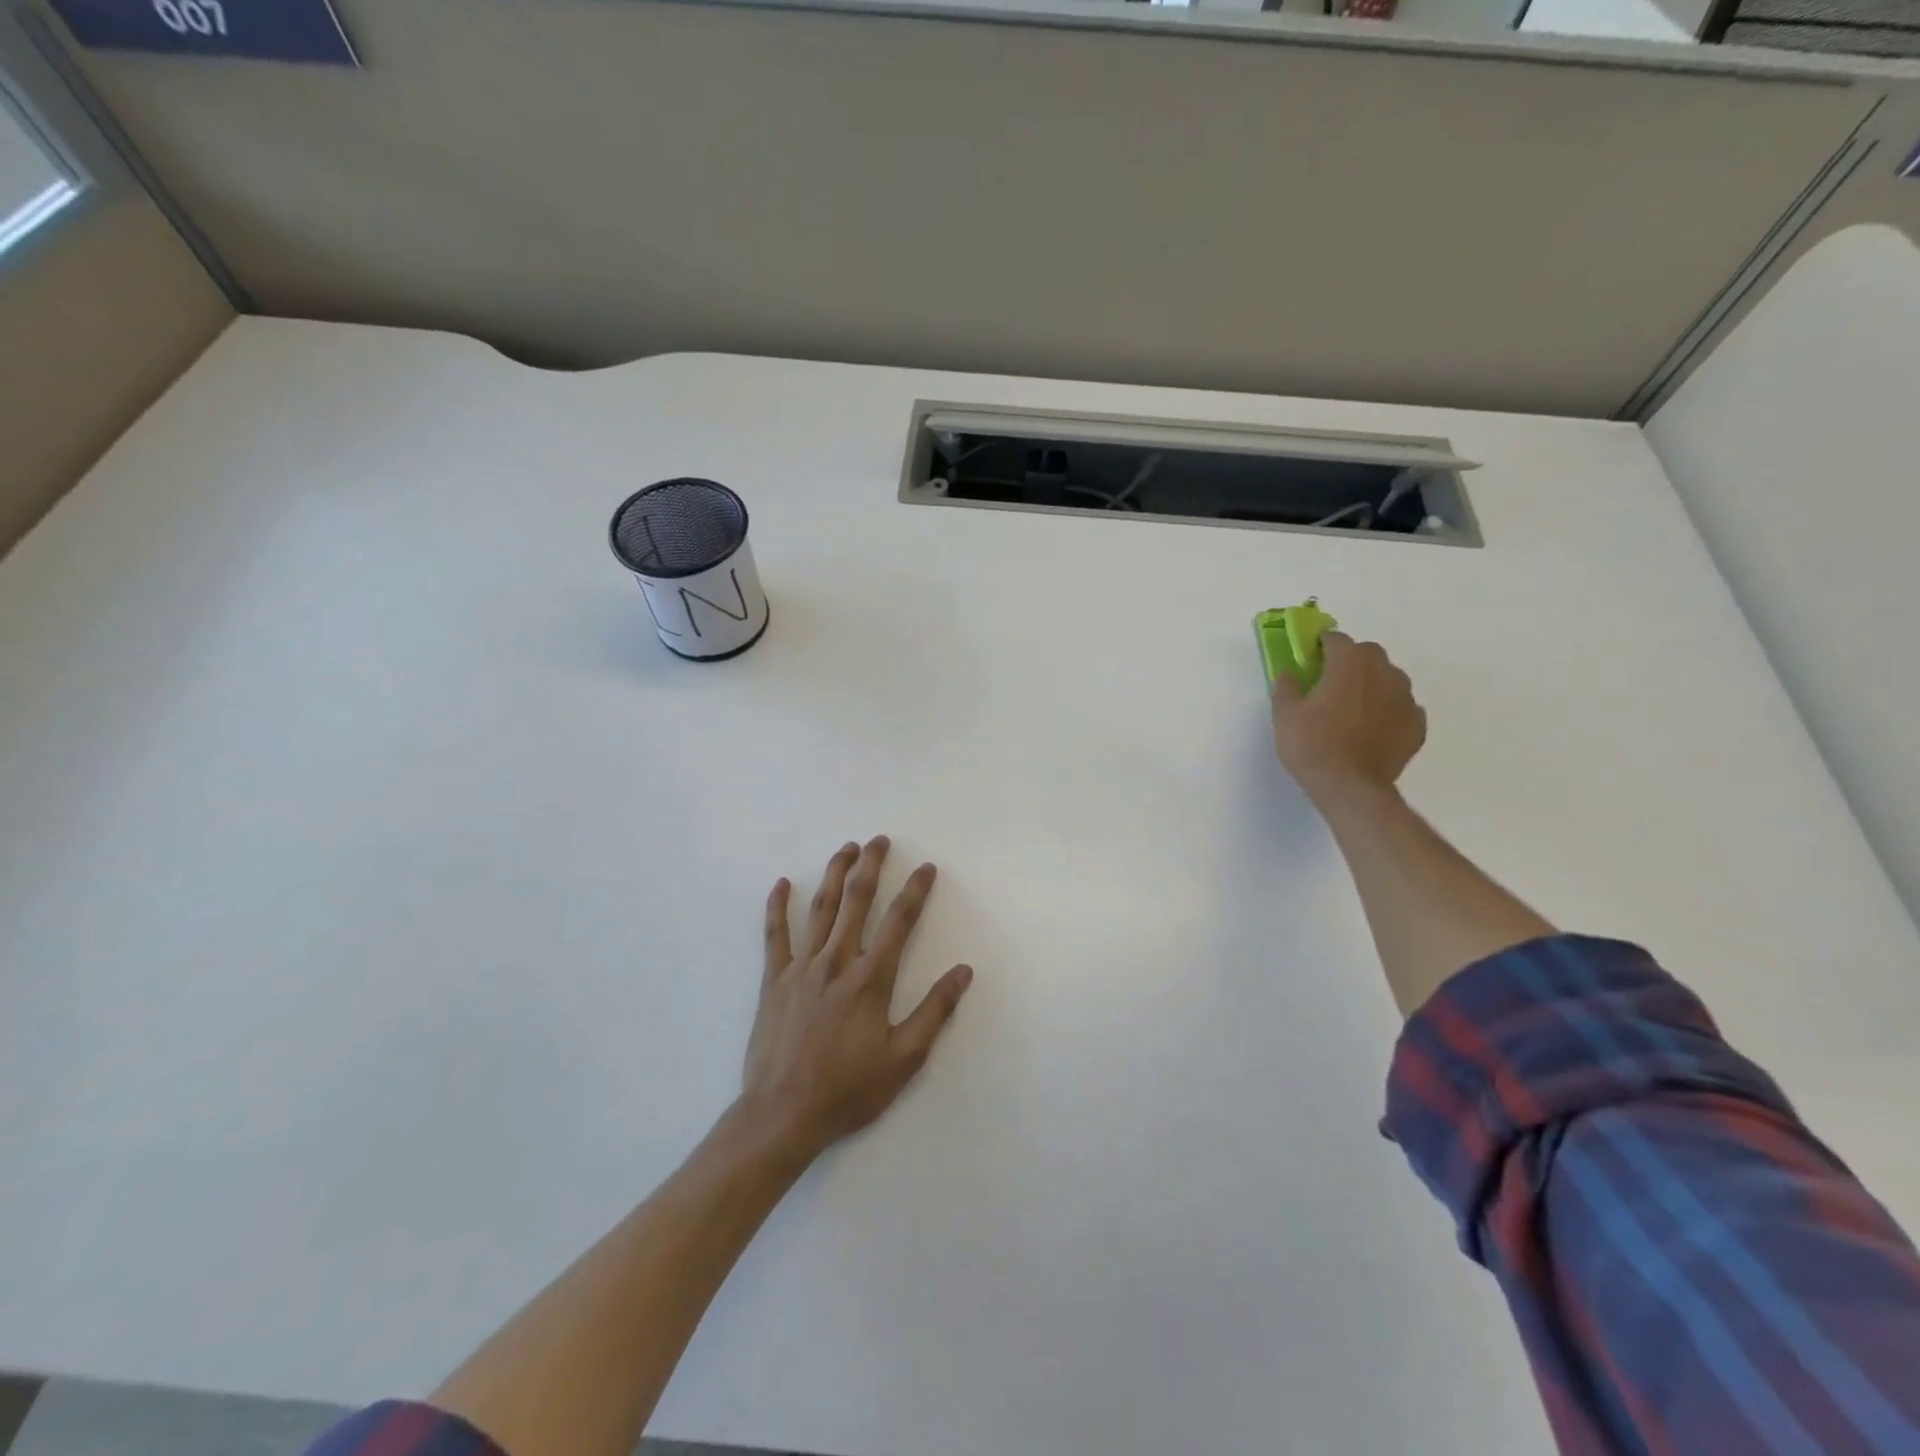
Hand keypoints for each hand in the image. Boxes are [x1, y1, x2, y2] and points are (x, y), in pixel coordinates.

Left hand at [741, 836, 973, 1162]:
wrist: (782, 1115)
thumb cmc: (849, 1089)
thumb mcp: (903, 1059)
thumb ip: (934, 1011)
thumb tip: (963, 972)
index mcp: (870, 979)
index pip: (899, 921)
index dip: (915, 890)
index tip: (926, 868)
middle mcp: (837, 961)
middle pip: (857, 901)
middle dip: (871, 866)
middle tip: (879, 840)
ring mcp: (801, 968)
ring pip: (820, 908)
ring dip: (834, 874)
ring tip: (846, 848)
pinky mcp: (773, 980)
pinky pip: (775, 935)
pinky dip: (777, 906)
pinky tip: (781, 884)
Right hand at [1271, 630, 1426, 802]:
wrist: (1350, 787)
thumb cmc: (1312, 746)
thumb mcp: (1284, 715)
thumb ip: (1286, 687)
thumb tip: (1290, 672)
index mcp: (1349, 664)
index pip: (1337, 639)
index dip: (1323, 644)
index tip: (1312, 656)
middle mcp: (1382, 673)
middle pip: (1369, 653)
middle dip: (1352, 659)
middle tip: (1332, 681)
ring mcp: (1405, 698)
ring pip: (1390, 677)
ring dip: (1373, 683)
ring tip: (1354, 706)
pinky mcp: (1416, 724)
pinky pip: (1402, 706)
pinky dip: (1389, 710)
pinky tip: (1373, 728)